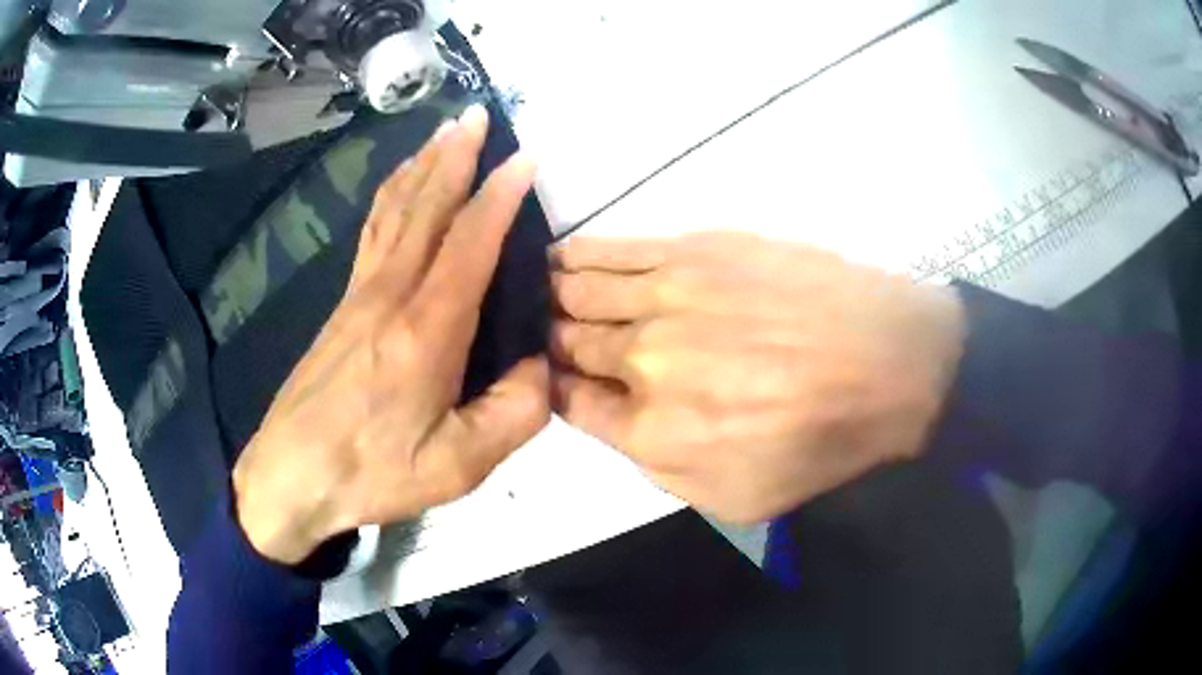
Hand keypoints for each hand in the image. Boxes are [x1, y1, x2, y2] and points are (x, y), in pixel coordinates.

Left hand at [233, 105, 548, 564]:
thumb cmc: (372, 473)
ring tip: (441, 133)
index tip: (524, 157)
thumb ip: (514, 415)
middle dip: (455, 156)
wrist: (291, 476)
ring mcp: (360, 295)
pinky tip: (398, 186)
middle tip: (476, 115)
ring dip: (422, 166)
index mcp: (426, 331)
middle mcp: (391, 296)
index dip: (500, 196)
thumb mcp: (459, 466)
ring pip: (395, 211)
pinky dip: (391, 197)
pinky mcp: (342, 306)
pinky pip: (373, 233)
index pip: (470, 243)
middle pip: (426, 208)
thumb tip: (539, 367)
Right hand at [550, 233, 964, 522]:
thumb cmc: (822, 441)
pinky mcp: (693, 248)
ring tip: (536, 290)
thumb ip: (659, 468)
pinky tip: (558, 257)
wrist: (891, 362)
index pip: (569, 402)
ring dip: (549, 294)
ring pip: (577, 290)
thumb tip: (615, 419)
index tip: (550, 378)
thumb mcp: (738, 498)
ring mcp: (666, 295)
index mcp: (652, 431)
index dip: (552, 388)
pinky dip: (575, 254)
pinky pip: (612, 248)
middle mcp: (644, 359)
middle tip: (536, 330)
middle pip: (567, 343)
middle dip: (547, 340)